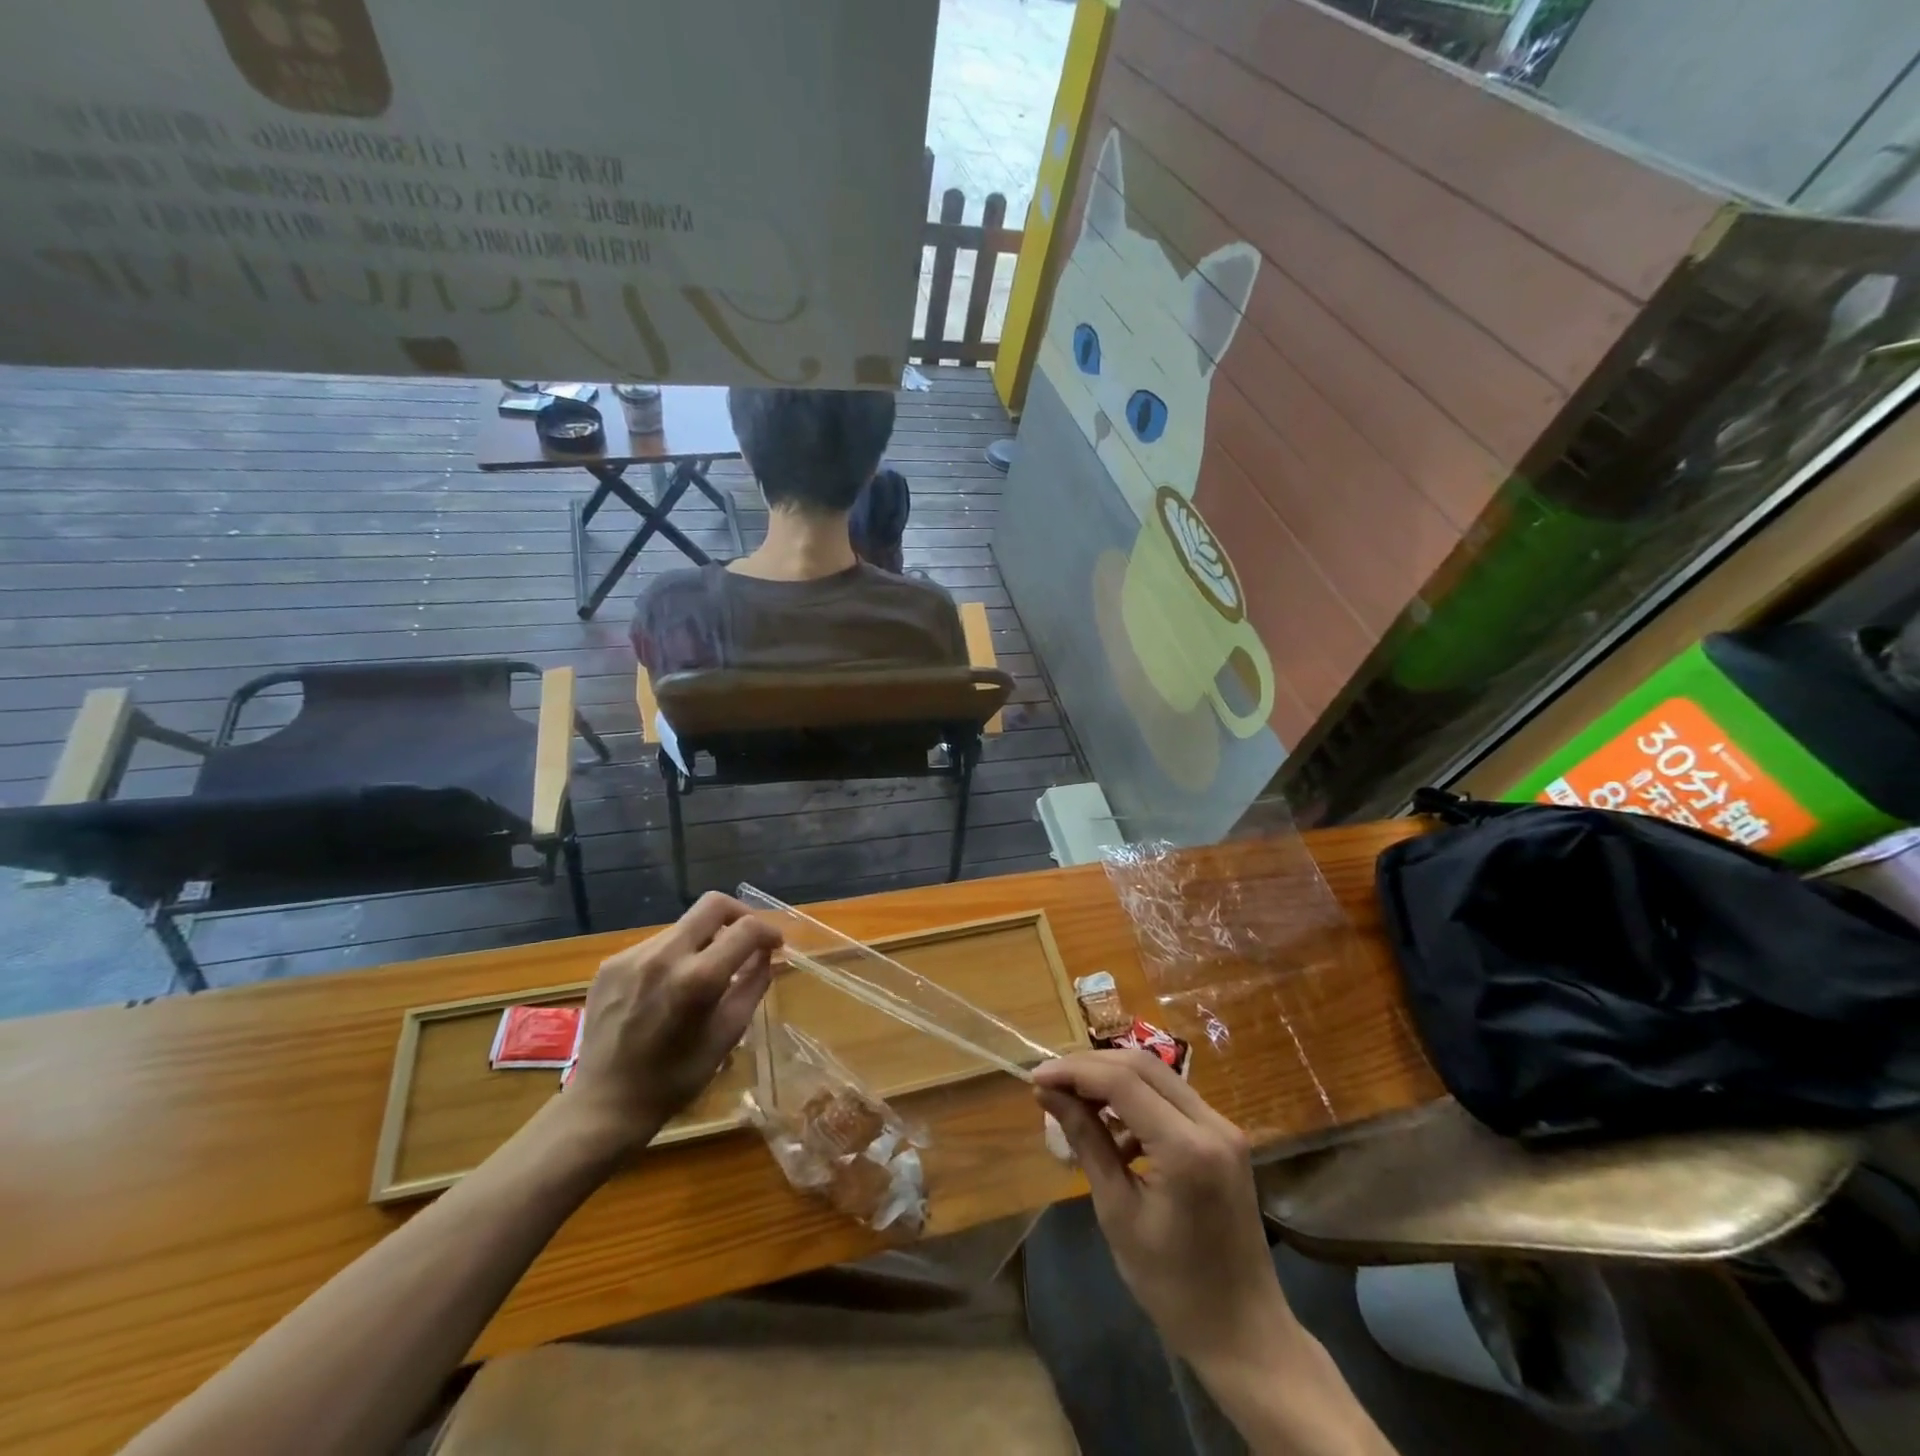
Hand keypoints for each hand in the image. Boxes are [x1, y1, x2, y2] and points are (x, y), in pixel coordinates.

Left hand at [560, 892, 781, 1158]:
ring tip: (706, 970)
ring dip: (705, 938)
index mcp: (698, 978)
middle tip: (747, 938)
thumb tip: (766, 956)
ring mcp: (632, 957)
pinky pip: (656, 944)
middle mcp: (664, 955)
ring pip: (683, 925)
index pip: (746, 928)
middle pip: (713, 904)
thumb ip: (752, 986)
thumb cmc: (675, 1078)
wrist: (604, 1105)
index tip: (774, 945)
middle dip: (739, 915)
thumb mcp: (728, 1035)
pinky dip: (674, 955)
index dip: (768, 931)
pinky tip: (670, 986)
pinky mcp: (611, 964)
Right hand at [1033, 1051, 1293, 1369]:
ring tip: (1073, 1101)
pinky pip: (1173, 1098)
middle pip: (1142, 1066)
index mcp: (1186, 1148)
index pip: (1122, 1081)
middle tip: (1051, 1082)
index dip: (1074, 1072)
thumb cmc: (1174, 1287)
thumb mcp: (1118, 1212)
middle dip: (1090, 1066)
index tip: (1035, 1078)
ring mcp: (1224, 1127)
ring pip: (1158, 1075)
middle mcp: (1212, 1124)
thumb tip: (1048, 1093)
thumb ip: (1086, 1141)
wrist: (1245, 1334)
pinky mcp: (1225, 1137)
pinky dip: (1137, 1099)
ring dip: (1112, 1079)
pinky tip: (1113, 1129)